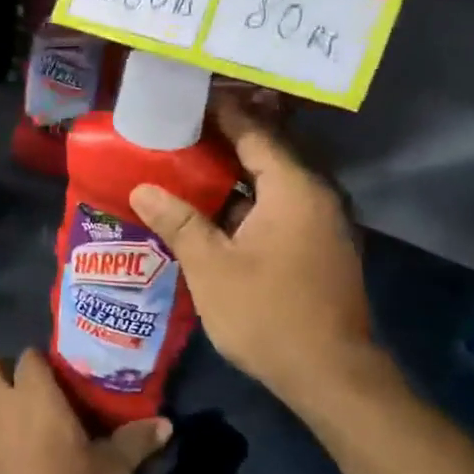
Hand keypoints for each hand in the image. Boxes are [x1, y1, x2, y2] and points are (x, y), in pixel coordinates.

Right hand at [129, 93, 387, 422]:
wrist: (331, 376)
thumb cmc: (268, 314)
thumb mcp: (212, 267)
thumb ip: (178, 221)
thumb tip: (143, 188)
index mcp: (293, 189)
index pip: (255, 132)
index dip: (221, 112)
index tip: (187, 97)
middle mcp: (315, 196)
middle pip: (266, 151)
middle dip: (224, 138)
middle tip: (179, 127)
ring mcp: (321, 222)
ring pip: (272, 181)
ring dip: (234, 171)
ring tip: (188, 161)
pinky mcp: (319, 246)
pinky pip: (279, 205)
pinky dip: (247, 198)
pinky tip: (214, 207)